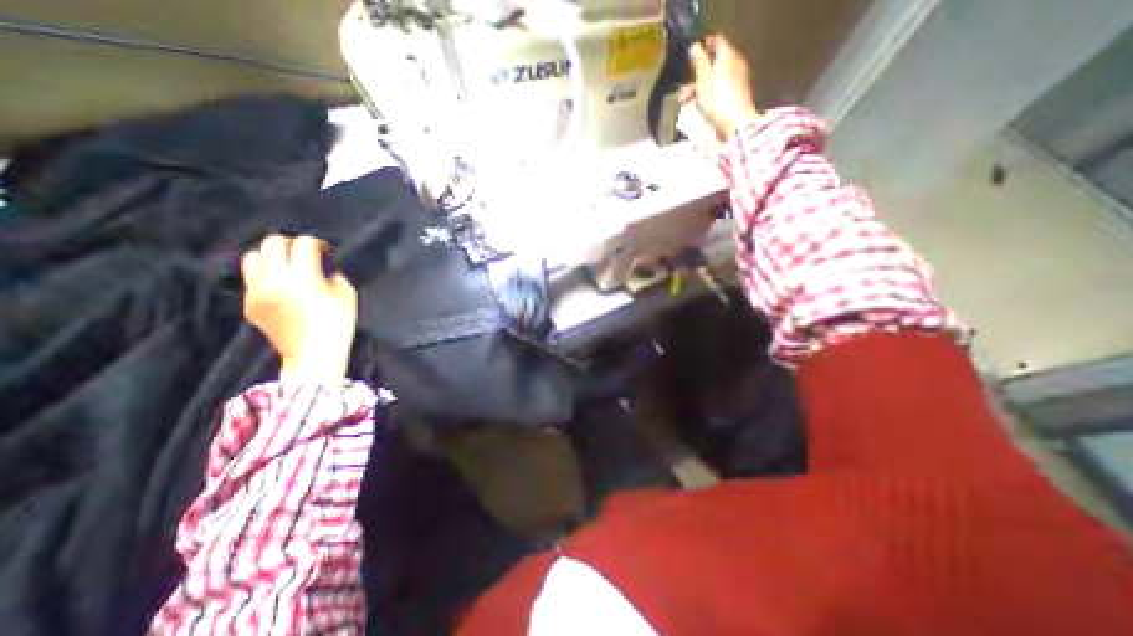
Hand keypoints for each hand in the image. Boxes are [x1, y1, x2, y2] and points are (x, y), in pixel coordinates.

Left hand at [241, 236, 355, 378]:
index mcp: (303, 277)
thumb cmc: (338, 324)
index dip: (318, 244)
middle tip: (305, 255)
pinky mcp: (249, 303)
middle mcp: (274, 279)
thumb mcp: (347, 294)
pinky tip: (282, 287)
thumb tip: (323, 265)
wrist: (313, 355)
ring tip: (288, 268)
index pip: (303, 243)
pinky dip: (266, 275)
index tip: (326, 252)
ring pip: (253, 257)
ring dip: (272, 257)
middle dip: (291, 244)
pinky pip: (252, 278)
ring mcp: (257, 291)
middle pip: (272, 243)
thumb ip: (334, 273)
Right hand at [681, 33, 758, 138]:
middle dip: (695, 77)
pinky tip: (698, 108)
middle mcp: (734, 64)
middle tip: (680, 93)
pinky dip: (707, 96)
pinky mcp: (735, 97)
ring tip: (684, 104)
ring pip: (714, 79)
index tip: (688, 58)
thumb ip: (699, 62)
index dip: (702, 47)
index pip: (715, 41)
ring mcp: (736, 81)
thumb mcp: (704, 80)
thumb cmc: (718, 100)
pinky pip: (718, 91)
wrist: (735, 125)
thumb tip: (695, 45)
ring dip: (697, 89)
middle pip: (713, 64)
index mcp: (727, 56)